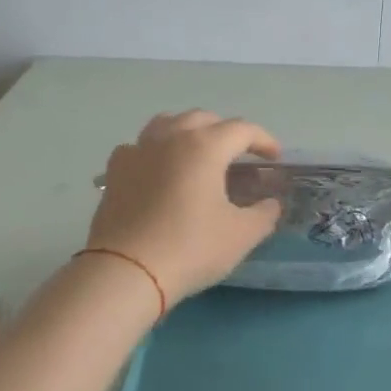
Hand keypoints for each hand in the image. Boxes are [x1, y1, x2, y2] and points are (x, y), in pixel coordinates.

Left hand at [87, 111, 284, 306]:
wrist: (126, 271)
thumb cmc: (190, 248)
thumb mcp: (241, 235)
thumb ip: (264, 214)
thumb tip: (271, 203)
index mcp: (205, 146)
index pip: (242, 130)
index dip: (263, 140)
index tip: (275, 157)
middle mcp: (171, 137)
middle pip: (204, 118)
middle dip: (226, 131)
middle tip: (239, 155)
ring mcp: (138, 150)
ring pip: (168, 122)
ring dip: (189, 130)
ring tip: (198, 151)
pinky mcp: (115, 170)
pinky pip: (140, 146)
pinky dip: (155, 150)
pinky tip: (158, 169)